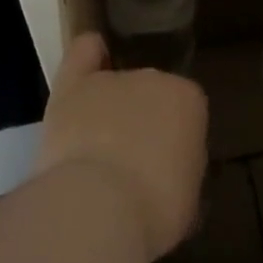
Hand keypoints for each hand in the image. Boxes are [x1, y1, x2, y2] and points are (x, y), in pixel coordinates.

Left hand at [34, 33, 207, 261]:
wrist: (98, 208)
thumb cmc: (154, 209)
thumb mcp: (188, 196)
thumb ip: (181, 167)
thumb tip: (169, 169)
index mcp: (190, 101)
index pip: (185, 111)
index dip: (174, 139)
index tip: (165, 167)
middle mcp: (154, 78)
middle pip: (149, 96)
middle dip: (142, 123)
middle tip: (130, 163)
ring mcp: (113, 79)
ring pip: (115, 85)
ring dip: (111, 109)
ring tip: (97, 145)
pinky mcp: (73, 86)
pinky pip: (84, 52)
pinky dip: (89, 55)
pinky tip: (90, 61)